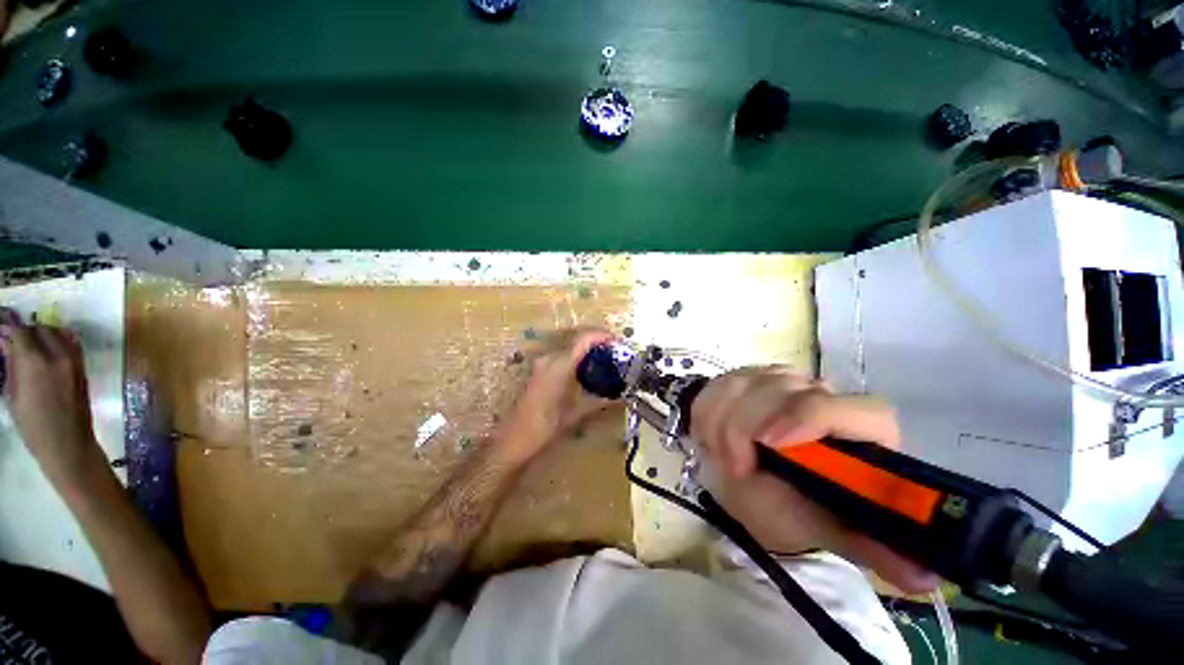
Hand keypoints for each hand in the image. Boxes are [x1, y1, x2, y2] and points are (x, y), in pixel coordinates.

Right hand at [0, 309, 105, 485]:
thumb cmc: (33, 426)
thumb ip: (11, 364)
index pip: (19, 330)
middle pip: (39, 328)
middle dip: (24, 330)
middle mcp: (57, 354)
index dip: (7, 325)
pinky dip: (57, 339)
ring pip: (56, 332)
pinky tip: (45, 349)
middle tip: (11, 339)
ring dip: (41, 333)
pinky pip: (70, 342)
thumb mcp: (12, 394)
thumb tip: (5, 341)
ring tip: (27, 345)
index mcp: (35, 361)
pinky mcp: (83, 367)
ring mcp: (74, 360)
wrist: (68, 444)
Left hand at [496, 328, 616, 462]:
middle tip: (614, 350)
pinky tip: (585, 368)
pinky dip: (575, 356)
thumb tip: (620, 396)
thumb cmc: (544, 428)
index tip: (617, 341)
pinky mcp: (537, 370)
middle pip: (576, 339)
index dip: (601, 335)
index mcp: (558, 365)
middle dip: (596, 340)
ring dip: (585, 348)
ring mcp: (540, 363)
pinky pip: (560, 355)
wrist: (512, 440)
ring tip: (603, 358)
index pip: (583, 339)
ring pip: (567, 346)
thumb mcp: (574, 414)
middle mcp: (548, 358)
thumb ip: (598, 401)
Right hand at [691, 367, 937, 593]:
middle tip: (735, 469)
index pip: (854, 408)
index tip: (769, 444)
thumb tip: (926, 580)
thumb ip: (870, 546)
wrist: (748, 479)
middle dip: (746, 429)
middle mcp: (827, 395)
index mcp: (863, 432)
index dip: (809, 418)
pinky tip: (714, 436)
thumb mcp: (826, 528)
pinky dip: (709, 413)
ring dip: (723, 424)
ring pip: (745, 382)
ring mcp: (784, 380)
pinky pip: (721, 384)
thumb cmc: (792, 507)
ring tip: (725, 457)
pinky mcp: (751, 376)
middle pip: (784, 389)